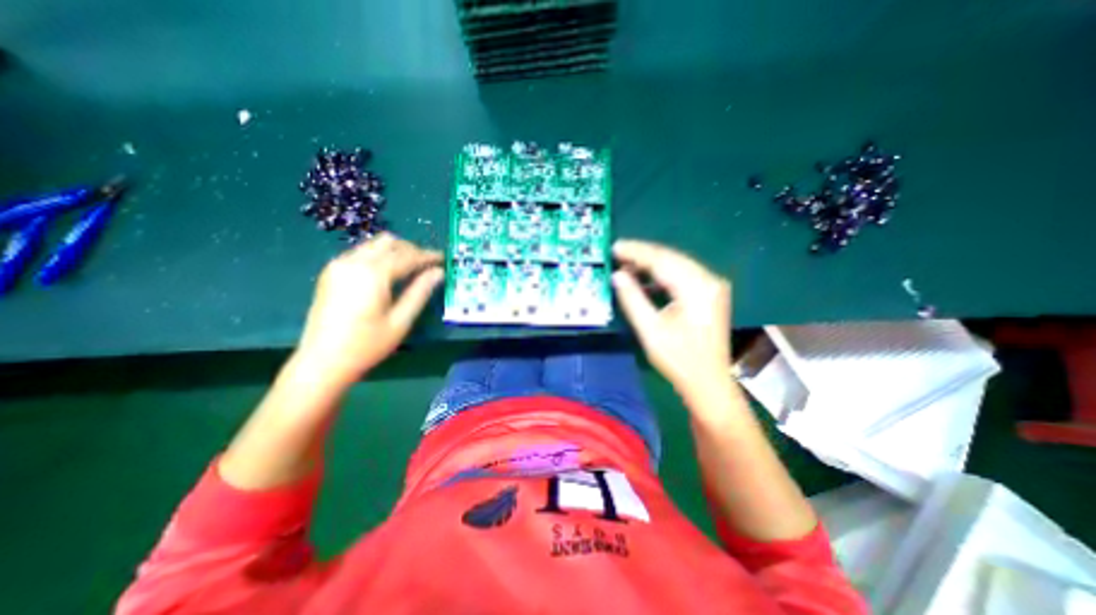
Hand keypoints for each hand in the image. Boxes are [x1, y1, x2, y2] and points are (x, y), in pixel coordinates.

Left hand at [295, 234, 444, 386]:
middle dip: (412, 249)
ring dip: (395, 251)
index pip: (407, 256)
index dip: (428, 256)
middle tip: (428, 265)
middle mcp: (354, 262)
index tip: (443, 258)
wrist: (322, 361)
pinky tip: (388, 273)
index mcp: (373, 274)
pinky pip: (361, 252)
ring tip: (411, 268)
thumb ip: (420, 292)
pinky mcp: (331, 272)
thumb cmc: (367, 345)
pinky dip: (379, 256)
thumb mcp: (401, 321)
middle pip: (389, 242)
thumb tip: (438, 273)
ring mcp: (339, 265)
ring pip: (374, 244)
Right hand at [614, 239, 729, 400]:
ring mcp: (711, 287)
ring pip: (676, 264)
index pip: (662, 260)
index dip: (636, 252)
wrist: (708, 382)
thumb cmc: (678, 359)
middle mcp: (708, 281)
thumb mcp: (650, 330)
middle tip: (618, 252)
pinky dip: (662, 275)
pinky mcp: (708, 294)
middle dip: (643, 254)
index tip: (615, 247)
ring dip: (651, 264)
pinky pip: (682, 275)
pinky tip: (646, 279)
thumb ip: (632, 299)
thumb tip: (617, 276)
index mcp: (696, 288)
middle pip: (671, 258)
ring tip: (627, 265)